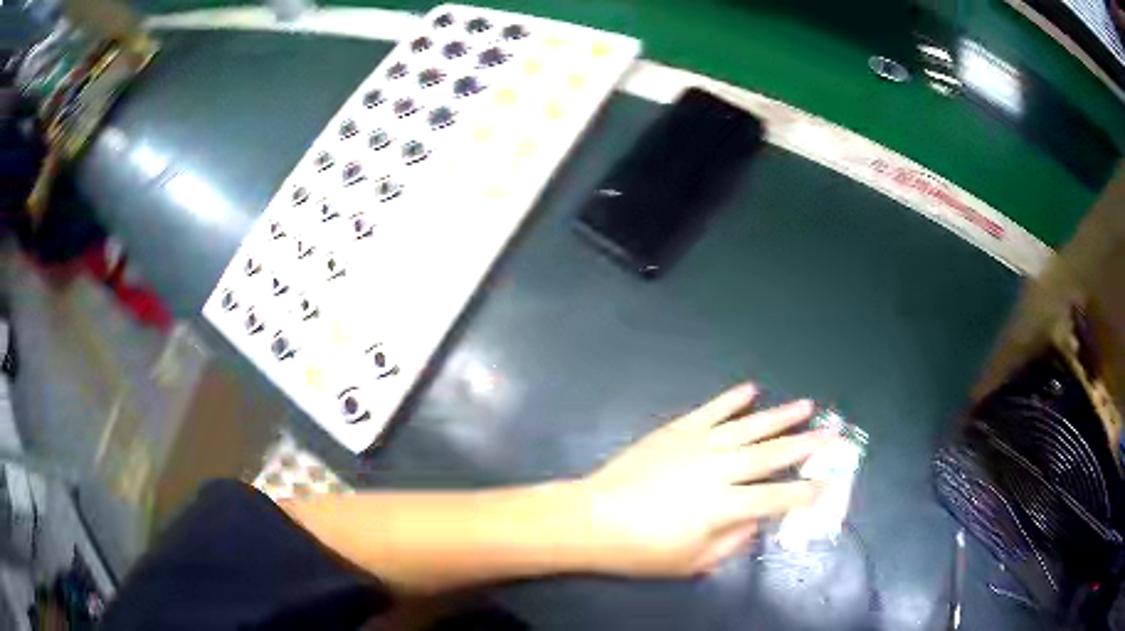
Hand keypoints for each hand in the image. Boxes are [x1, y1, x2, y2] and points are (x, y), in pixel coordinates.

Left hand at [569, 383, 831, 576]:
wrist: (592, 518)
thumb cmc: (641, 549)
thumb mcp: (692, 561)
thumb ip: (732, 542)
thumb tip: (758, 522)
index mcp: (723, 507)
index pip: (775, 499)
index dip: (803, 493)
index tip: (827, 484)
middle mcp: (718, 470)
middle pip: (771, 455)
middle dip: (806, 445)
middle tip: (834, 433)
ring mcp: (697, 445)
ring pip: (749, 427)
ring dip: (780, 416)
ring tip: (808, 405)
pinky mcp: (676, 431)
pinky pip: (711, 411)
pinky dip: (732, 399)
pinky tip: (751, 389)